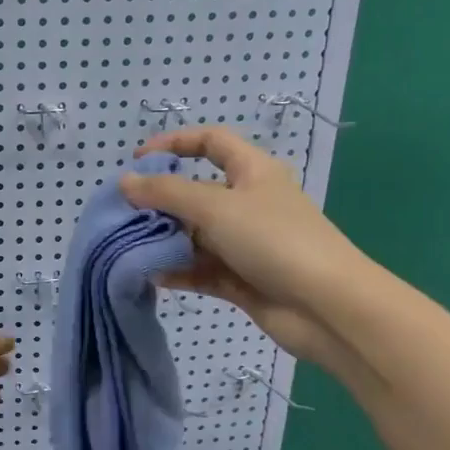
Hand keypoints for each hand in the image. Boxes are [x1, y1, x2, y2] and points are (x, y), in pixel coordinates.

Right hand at [122, 127, 370, 368]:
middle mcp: (248, 203)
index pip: (211, 142)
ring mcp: (245, 244)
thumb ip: (166, 193)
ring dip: (164, 240)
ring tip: (128, 246)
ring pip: (194, 235)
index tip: (138, 158)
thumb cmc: (274, 240)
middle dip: (160, 200)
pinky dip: (177, 271)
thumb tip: (124, 181)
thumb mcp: (215, 206)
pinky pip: (200, 269)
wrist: (327, 307)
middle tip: (123, 213)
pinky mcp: (240, 279)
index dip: (175, 143)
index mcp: (252, 171)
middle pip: (195, 192)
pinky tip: (151, 276)